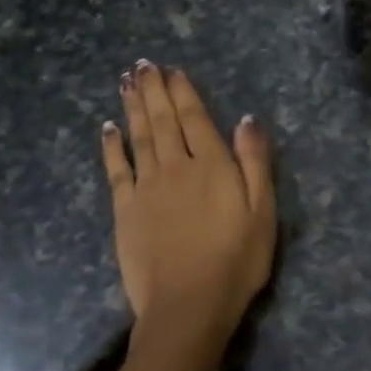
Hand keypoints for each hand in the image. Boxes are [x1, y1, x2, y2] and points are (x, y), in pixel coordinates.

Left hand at [102, 60, 276, 350]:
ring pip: (139, 137)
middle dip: (153, 90)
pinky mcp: (125, 210)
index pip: (195, 118)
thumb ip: (255, 162)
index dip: (184, 92)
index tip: (172, 70)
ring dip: (133, 107)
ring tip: (126, 81)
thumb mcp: (262, 212)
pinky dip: (112, 146)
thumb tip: (247, 119)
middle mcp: (176, 167)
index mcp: (212, 166)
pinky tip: (108, 128)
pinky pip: (116, 169)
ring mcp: (146, 188)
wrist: (188, 306)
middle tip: (142, 64)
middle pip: (164, 121)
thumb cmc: (235, 261)